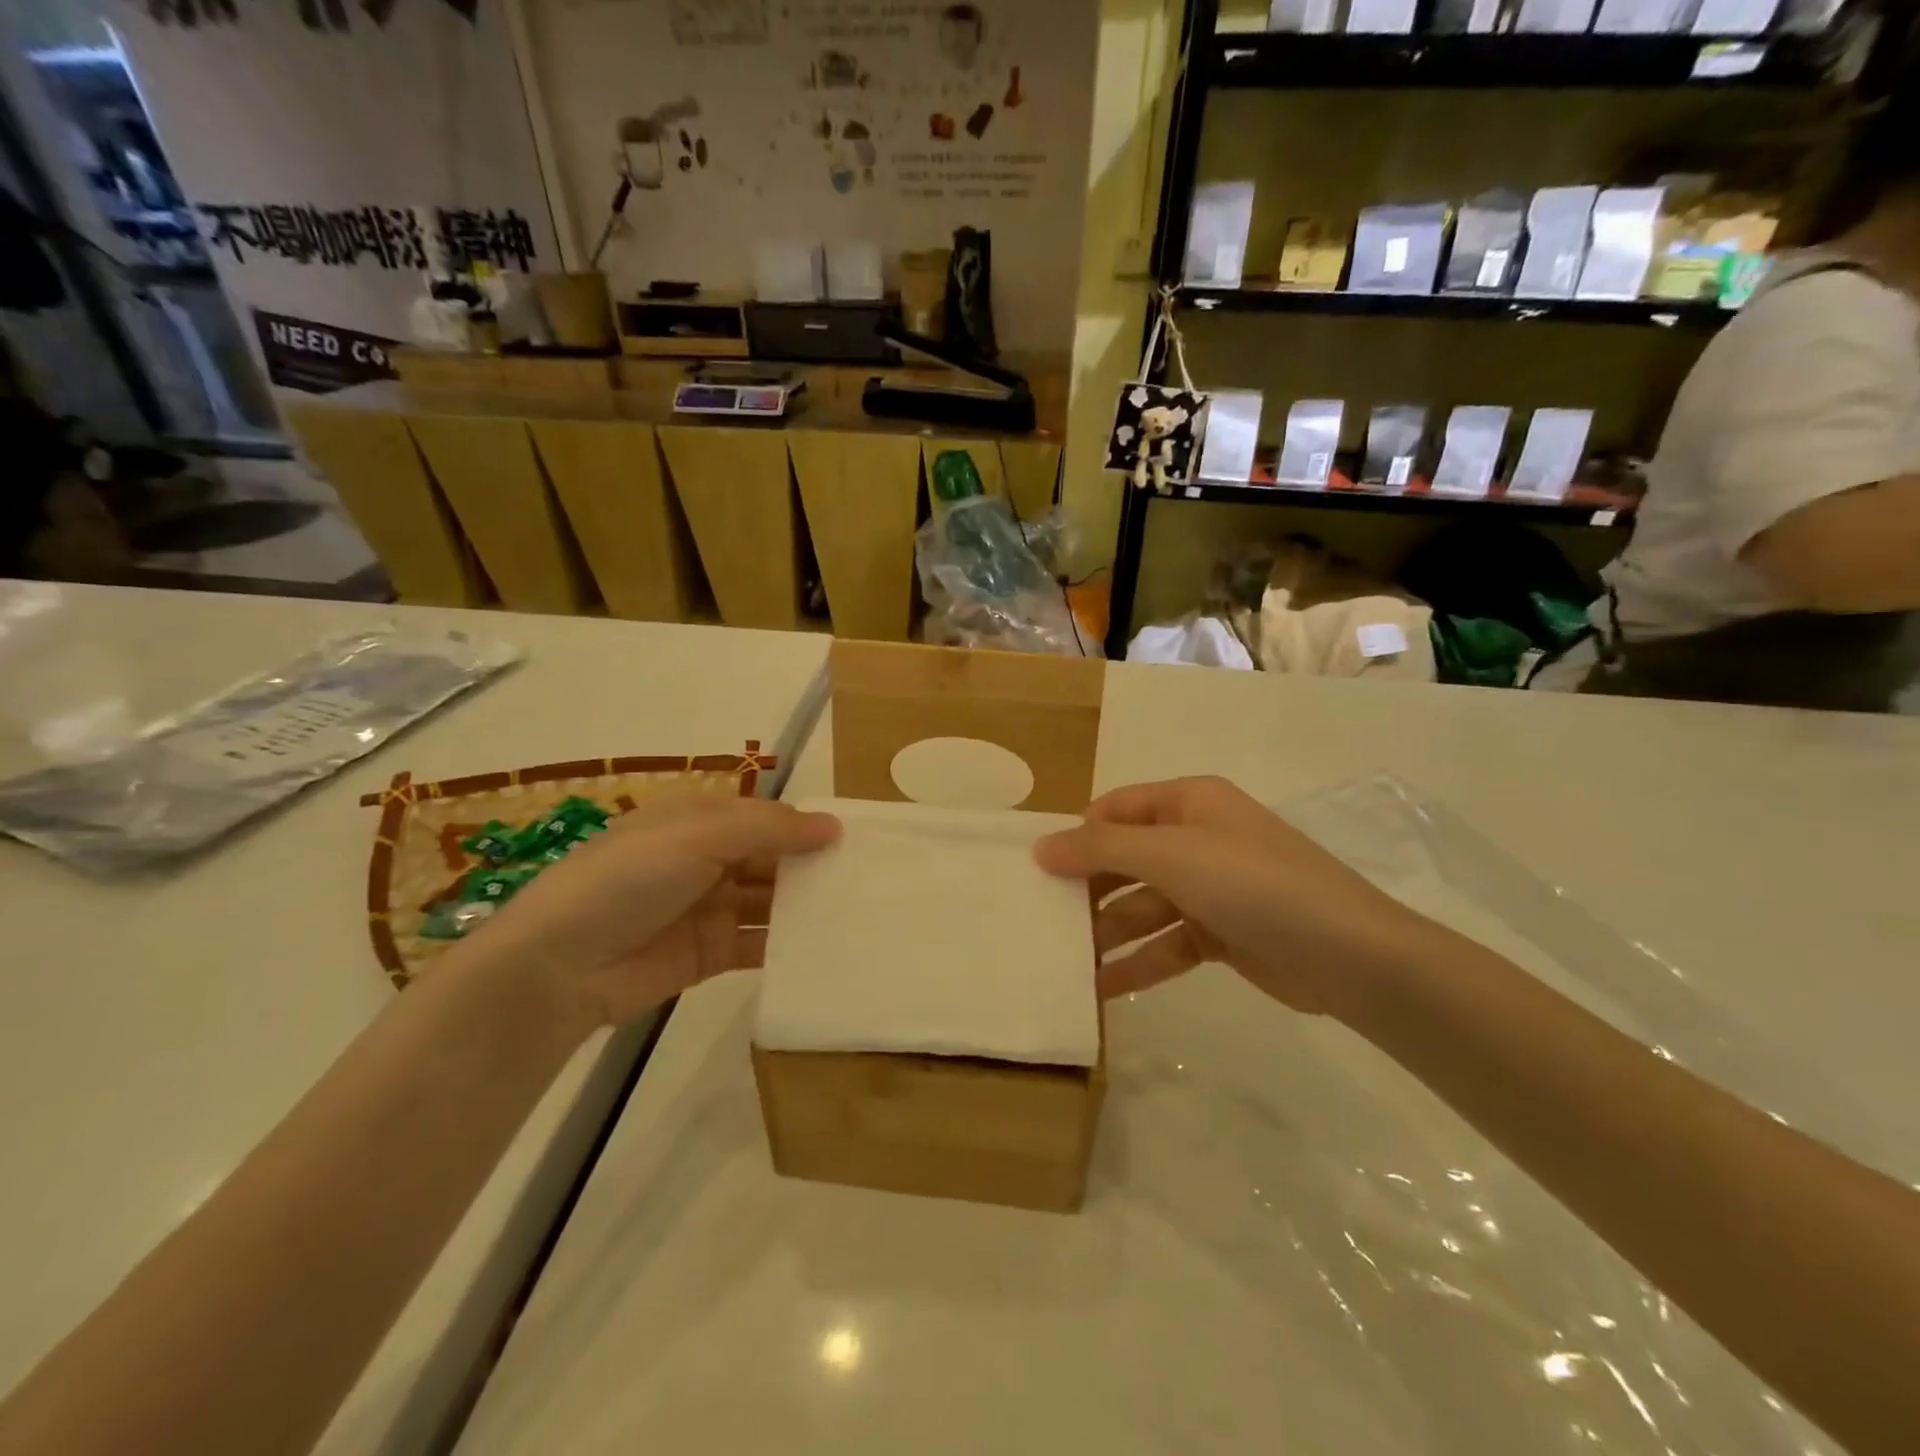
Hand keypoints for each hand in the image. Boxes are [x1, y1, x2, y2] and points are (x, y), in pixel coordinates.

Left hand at [447, 795, 839, 1028]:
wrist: (558, 967)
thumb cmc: (627, 880)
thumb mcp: (697, 836)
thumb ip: (768, 829)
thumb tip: (834, 826)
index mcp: (697, 821)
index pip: (764, 817)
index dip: (805, 824)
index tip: (855, 837)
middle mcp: (705, 861)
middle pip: (771, 858)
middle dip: (811, 865)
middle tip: (867, 877)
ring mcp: (708, 909)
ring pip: (769, 900)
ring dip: (805, 903)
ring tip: (858, 910)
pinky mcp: (709, 954)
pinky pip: (758, 942)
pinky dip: (788, 943)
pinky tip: (826, 945)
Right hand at [1034, 776, 1431, 1018]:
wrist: (1348, 956)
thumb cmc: (1253, 884)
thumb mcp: (1171, 854)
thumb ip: (1101, 849)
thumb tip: (1041, 847)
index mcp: (1190, 802)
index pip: (1118, 808)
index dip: (1079, 834)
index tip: (1042, 870)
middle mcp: (1199, 838)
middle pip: (1127, 859)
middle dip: (1089, 889)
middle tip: (1045, 920)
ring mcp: (1212, 889)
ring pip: (1144, 906)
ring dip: (1109, 933)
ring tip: (1064, 962)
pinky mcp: (1222, 935)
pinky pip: (1167, 942)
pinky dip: (1138, 962)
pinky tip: (1102, 988)